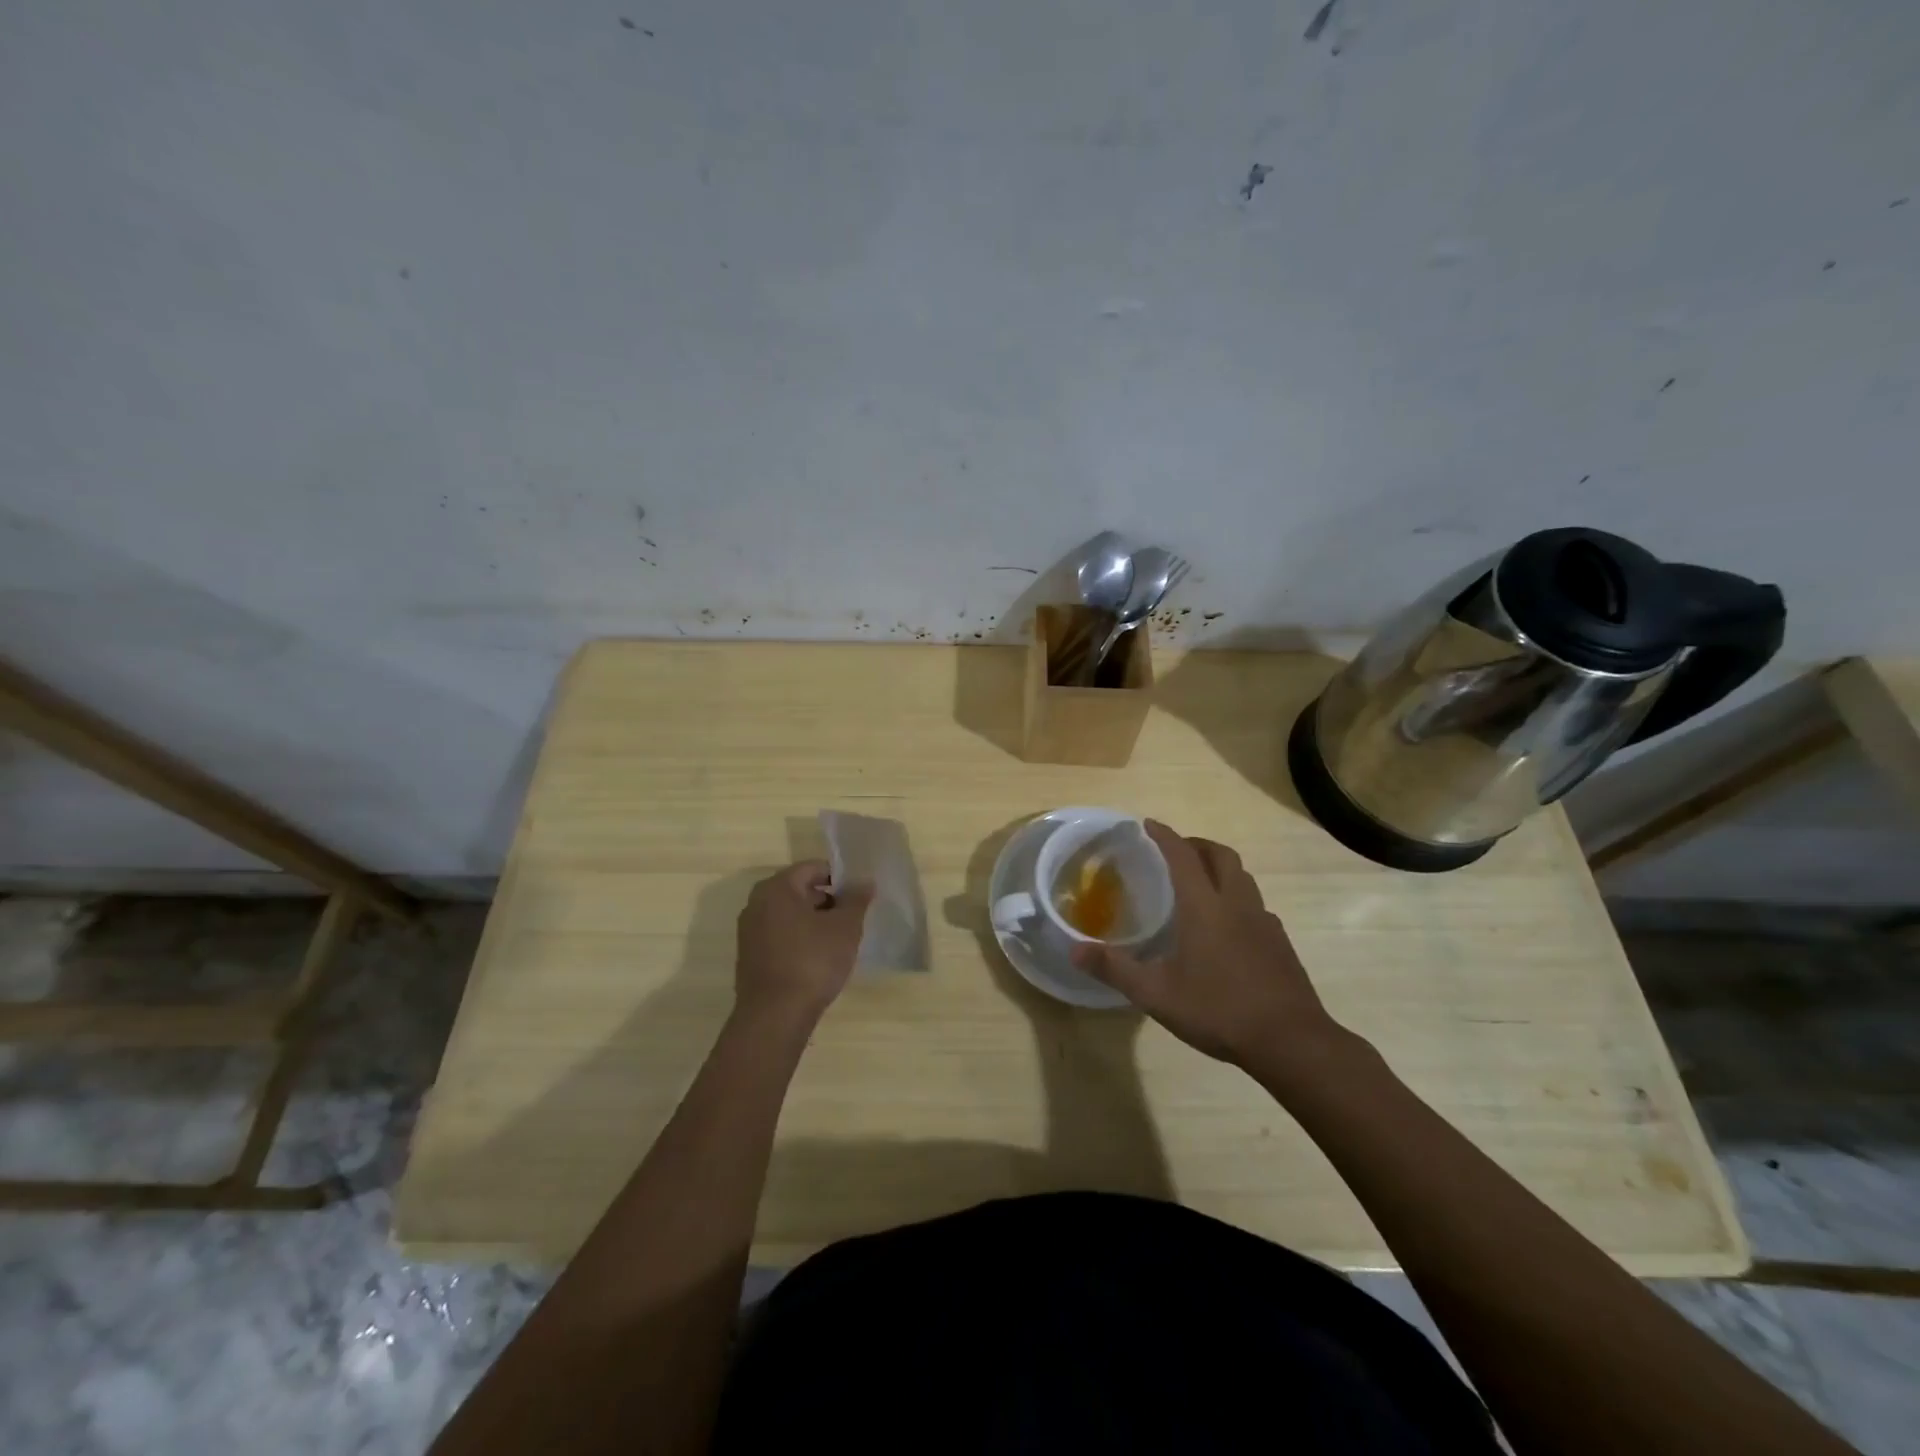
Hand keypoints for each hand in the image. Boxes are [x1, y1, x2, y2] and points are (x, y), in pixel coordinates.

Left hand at [734, 861, 872, 1025]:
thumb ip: (856, 899)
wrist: (775, 1016)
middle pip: (800, 890)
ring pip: (790, 915)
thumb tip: (864, 881)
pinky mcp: (750, 956)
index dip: (840, 878)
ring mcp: (749, 931)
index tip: (859, 894)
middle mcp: (757, 903)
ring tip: (840, 940)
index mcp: (777, 888)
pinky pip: (781, 936)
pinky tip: (819, 958)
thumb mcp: (845, 927)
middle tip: (853, 917)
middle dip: (828, 900)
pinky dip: (800, 939)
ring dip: (814, 921)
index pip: (813, 868)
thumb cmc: (812, 961)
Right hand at [1072, 821, 1342, 1070]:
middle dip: (1196, 844)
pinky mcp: (1280, 942)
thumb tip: (1075, 951)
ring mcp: (1263, 921)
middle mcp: (1236, 903)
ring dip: (1219, 868)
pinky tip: (1226, 927)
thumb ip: (1115, 969)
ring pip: (1242, 877)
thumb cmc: (1219, 1010)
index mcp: (1204, 906)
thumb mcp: (1156, 994)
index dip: (1164, 836)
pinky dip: (1236, 898)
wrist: (1291, 1041)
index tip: (1148, 824)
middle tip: (1175, 851)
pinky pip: (1255, 904)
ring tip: (1199, 884)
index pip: (1182, 856)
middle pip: (1220, 855)